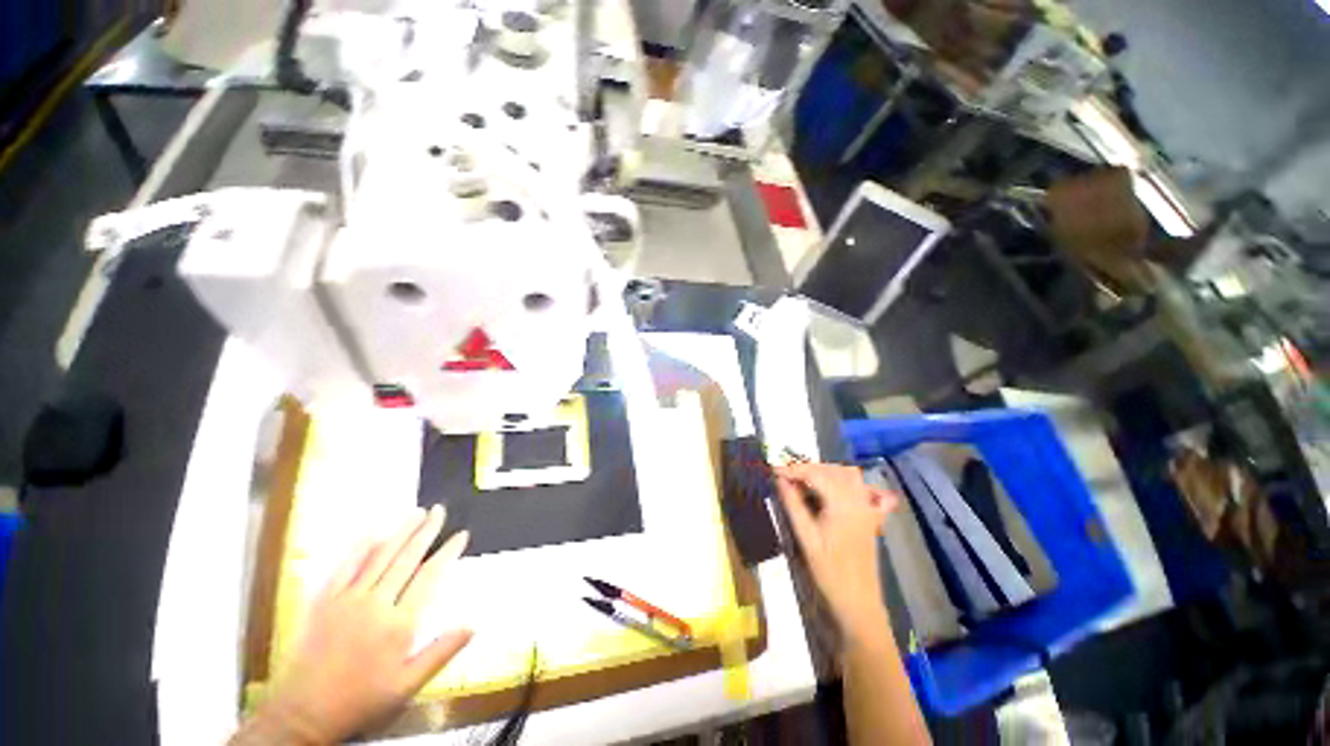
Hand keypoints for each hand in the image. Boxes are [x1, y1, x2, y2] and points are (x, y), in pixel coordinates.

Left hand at [235, 506, 471, 744]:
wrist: (304, 713)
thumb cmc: (362, 700)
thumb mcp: (408, 685)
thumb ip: (441, 652)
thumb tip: (473, 625)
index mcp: (399, 623)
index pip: (430, 576)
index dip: (448, 552)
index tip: (461, 535)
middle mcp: (376, 603)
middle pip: (406, 558)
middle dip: (426, 531)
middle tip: (440, 510)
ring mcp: (347, 600)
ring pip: (379, 557)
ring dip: (400, 532)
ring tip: (416, 513)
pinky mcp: (324, 602)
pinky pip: (344, 568)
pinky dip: (359, 549)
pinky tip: (372, 534)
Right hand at [774, 463, 898, 643]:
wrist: (857, 601)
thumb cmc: (829, 571)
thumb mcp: (805, 537)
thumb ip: (793, 504)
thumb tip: (780, 480)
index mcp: (842, 503)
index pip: (816, 474)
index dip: (793, 470)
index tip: (774, 470)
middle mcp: (858, 499)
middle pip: (833, 470)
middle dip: (808, 468)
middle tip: (786, 476)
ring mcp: (868, 507)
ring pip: (849, 475)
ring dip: (826, 471)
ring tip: (805, 480)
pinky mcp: (871, 516)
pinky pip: (865, 489)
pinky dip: (850, 482)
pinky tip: (838, 487)